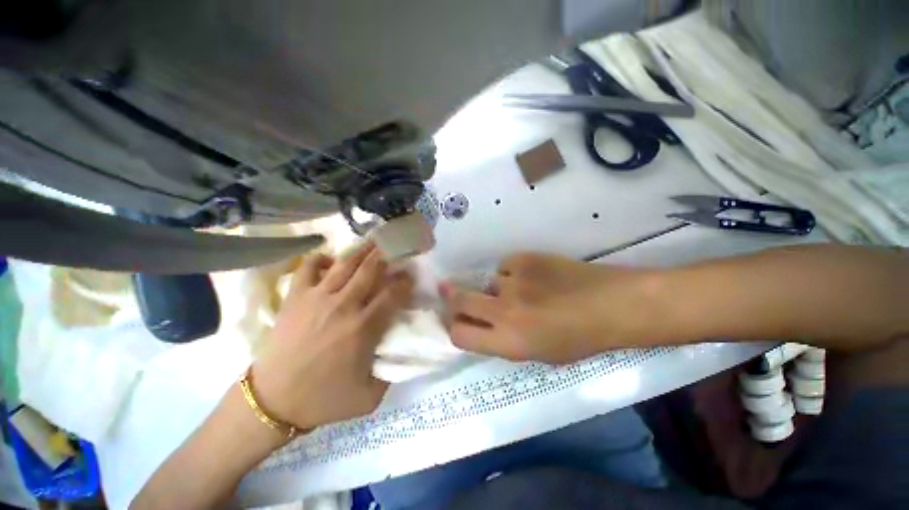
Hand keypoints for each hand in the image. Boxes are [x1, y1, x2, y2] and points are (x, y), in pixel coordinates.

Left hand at [251, 243, 413, 429]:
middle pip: (370, 270)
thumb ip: (391, 372)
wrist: (272, 402)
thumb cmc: (323, 399)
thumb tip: (402, 351)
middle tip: (395, 248)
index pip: (392, 294)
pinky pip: (307, 267)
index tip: (410, 276)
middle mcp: (344, 306)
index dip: (405, 281)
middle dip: (386, 256)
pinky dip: (319, 258)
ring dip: (362, 250)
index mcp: (364, 327)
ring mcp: (317, 298)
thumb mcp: (370, 396)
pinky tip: (329, 259)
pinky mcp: (295, 297)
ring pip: (345, 264)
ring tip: (373, 241)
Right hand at [442, 253, 660, 363]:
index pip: (459, 335)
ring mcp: (512, 281)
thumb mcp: (538, 354)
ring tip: (523, 290)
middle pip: (459, 300)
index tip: (454, 320)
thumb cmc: (579, 339)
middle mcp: (504, 311)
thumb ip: (503, 340)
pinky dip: (513, 273)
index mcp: (509, 342)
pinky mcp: (523, 259)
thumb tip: (481, 322)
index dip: (454, 327)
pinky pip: (505, 266)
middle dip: (452, 298)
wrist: (612, 304)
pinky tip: (534, 276)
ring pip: (488, 281)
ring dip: (497, 288)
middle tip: (449, 291)